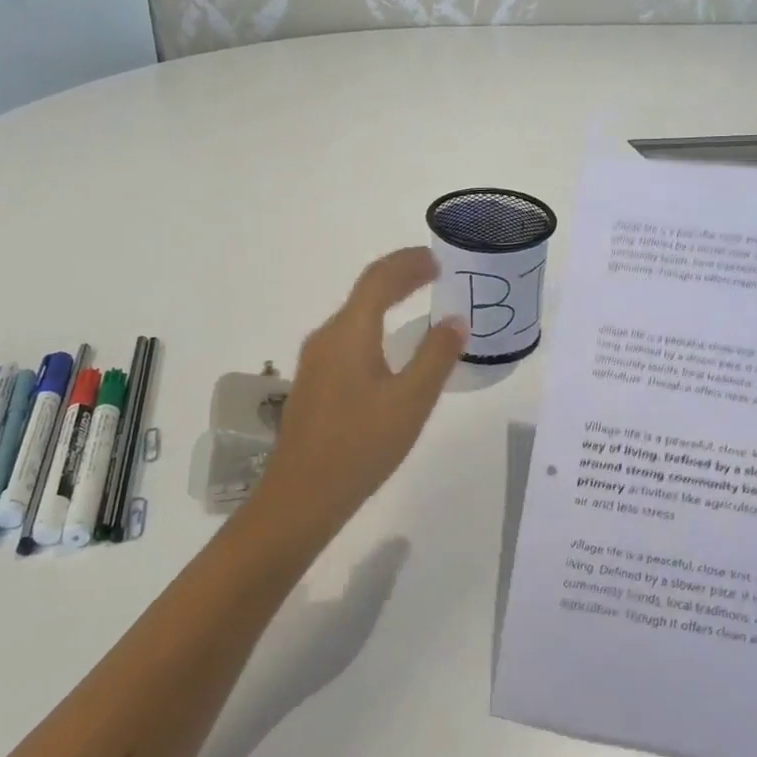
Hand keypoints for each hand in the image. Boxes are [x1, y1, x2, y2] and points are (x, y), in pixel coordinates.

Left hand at [254, 248, 467, 542]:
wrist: (301, 497)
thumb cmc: (360, 445)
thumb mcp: (411, 401)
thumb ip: (436, 356)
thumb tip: (455, 321)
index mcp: (349, 333)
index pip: (379, 278)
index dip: (408, 263)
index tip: (438, 258)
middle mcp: (327, 337)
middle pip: (365, 292)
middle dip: (400, 277)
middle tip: (434, 273)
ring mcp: (315, 361)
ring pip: (355, 315)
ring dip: (387, 301)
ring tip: (418, 301)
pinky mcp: (315, 384)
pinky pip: (348, 338)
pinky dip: (375, 325)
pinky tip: (390, 348)